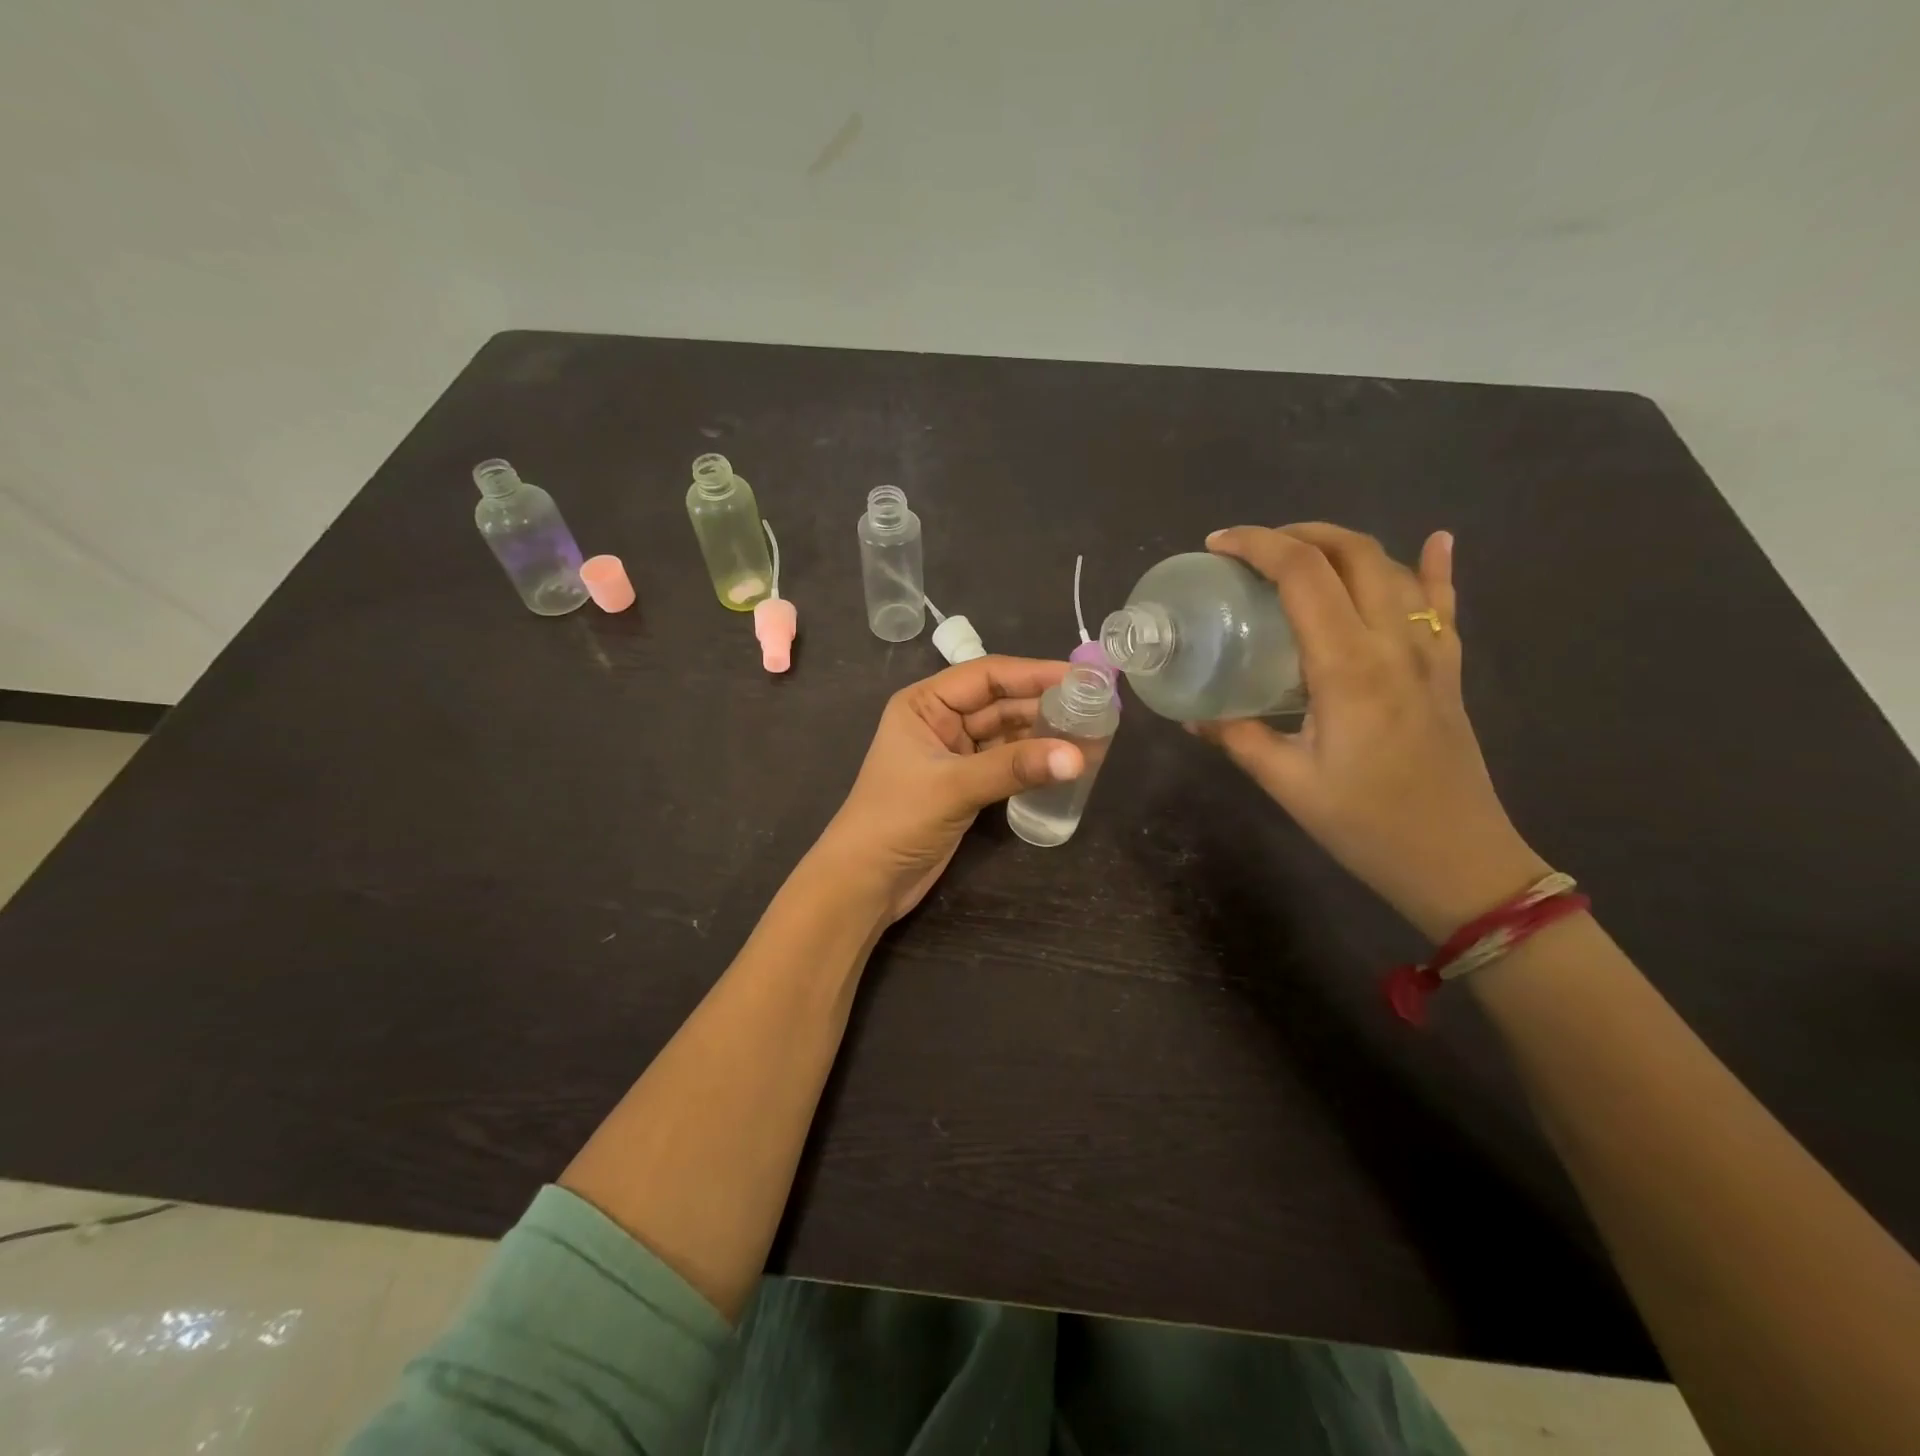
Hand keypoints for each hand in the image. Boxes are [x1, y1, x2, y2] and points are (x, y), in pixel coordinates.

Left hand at [815, 656, 1084, 922]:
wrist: (866, 881)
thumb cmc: (896, 820)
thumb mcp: (954, 787)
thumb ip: (1014, 768)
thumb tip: (1077, 757)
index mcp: (924, 703)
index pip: (987, 675)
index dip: (1035, 674)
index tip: (1083, 677)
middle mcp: (940, 720)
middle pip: (1001, 703)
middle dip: (1045, 706)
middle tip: (1098, 709)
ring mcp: (954, 754)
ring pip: (1007, 734)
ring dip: (1043, 735)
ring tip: (1092, 735)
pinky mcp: (965, 784)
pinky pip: (1006, 762)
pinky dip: (1033, 762)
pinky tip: (1065, 762)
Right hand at [1193, 524, 1550, 940]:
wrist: (1459, 861)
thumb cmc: (1367, 825)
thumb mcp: (1287, 784)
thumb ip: (1238, 738)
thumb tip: (1192, 717)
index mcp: (1348, 666)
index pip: (1303, 575)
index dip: (1257, 545)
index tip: (1217, 545)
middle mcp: (1395, 643)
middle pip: (1353, 553)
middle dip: (1299, 534)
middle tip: (1252, 551)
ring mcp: (1431, 652)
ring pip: (1393, 568)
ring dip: (1344, 546)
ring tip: (1301, 554)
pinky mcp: (1448, 669)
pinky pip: (1443, 603)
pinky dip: (1435, 566)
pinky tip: (1437, 540)